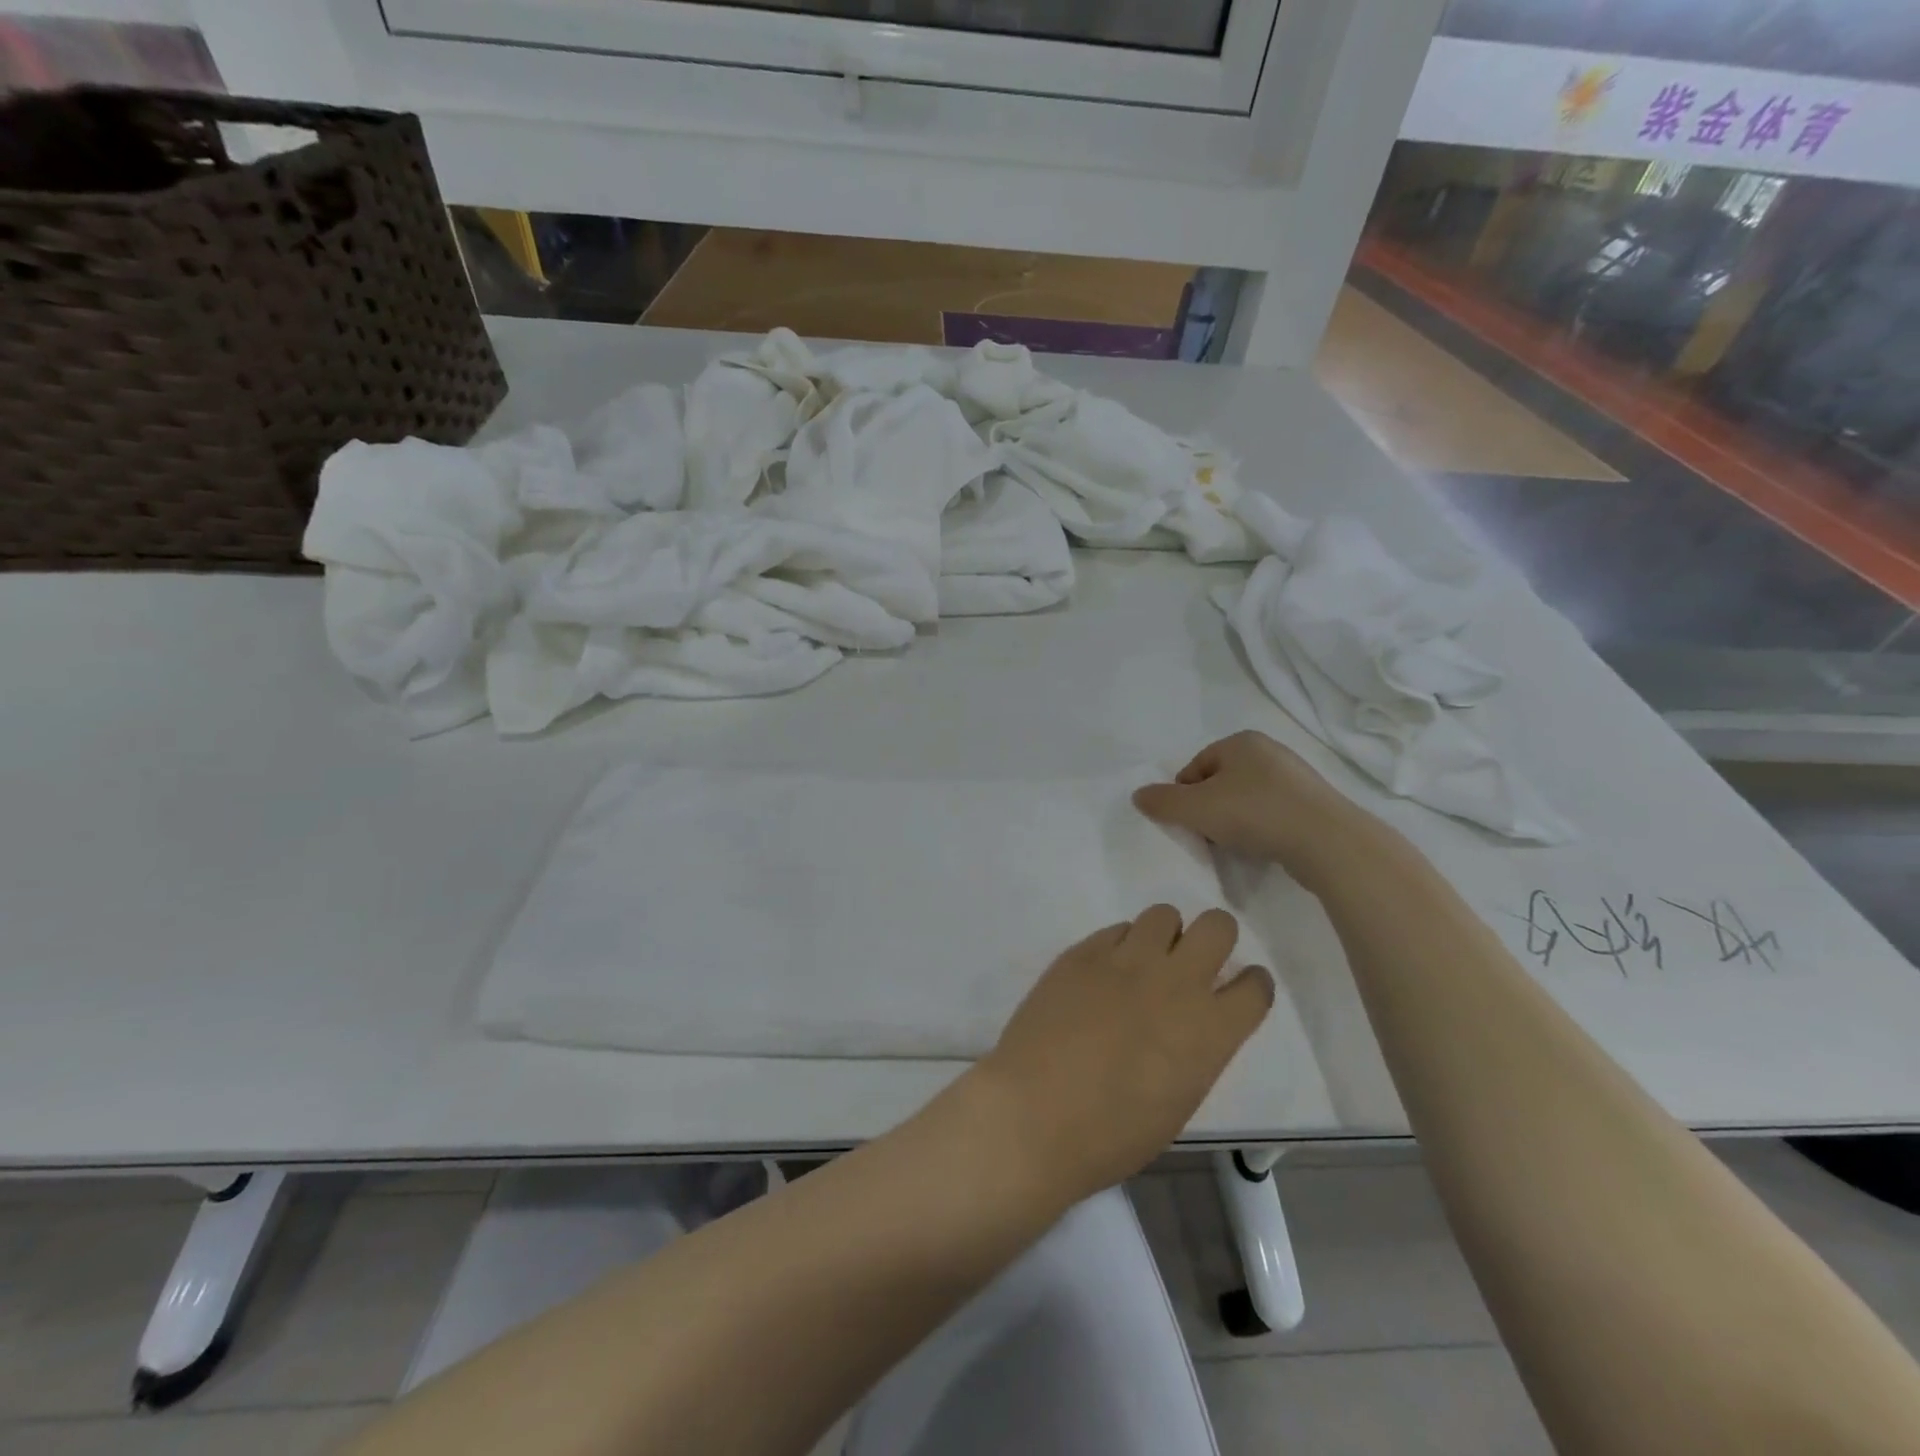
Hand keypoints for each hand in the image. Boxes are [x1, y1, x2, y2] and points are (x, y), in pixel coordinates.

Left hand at [975, 906, 1272, 1203]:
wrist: (1035, 1113)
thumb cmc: (1112, 1133)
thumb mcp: (1178, 1101)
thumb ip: (1195, 1051)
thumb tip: (1189, 1028)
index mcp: (1210, 1031)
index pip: (1255, 986)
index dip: (1250, 985)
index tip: (1237, 990)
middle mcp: (1176, 982)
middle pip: (1218, 926)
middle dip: (1214, 939)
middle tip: (1193, 963)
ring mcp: (1126, 960)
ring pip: (1164, 915)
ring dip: (1163, 936)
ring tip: (1144, 963)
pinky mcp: (1083, 952)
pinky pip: (1115, 930)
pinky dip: (1118, 946)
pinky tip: (1103, 974)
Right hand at [1132, 731, 1376, 884]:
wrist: (1326, 841)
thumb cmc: (1254, 813)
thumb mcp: (1196, 808)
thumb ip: (1162, 801)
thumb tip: (1138, 795)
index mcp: (1240, 741)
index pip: (1195, 767)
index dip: (1185, 796)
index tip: (1189, 823)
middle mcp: (1269, 751)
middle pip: (1220, 782)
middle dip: (1209, 809)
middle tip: (1208, 835)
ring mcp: (1295, 777)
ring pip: (1246, 799)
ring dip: (1234, 821)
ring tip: (1235, 845)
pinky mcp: (1313, 804)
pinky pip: (1272, 813)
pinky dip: (1261, 829)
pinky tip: (1261, 847)